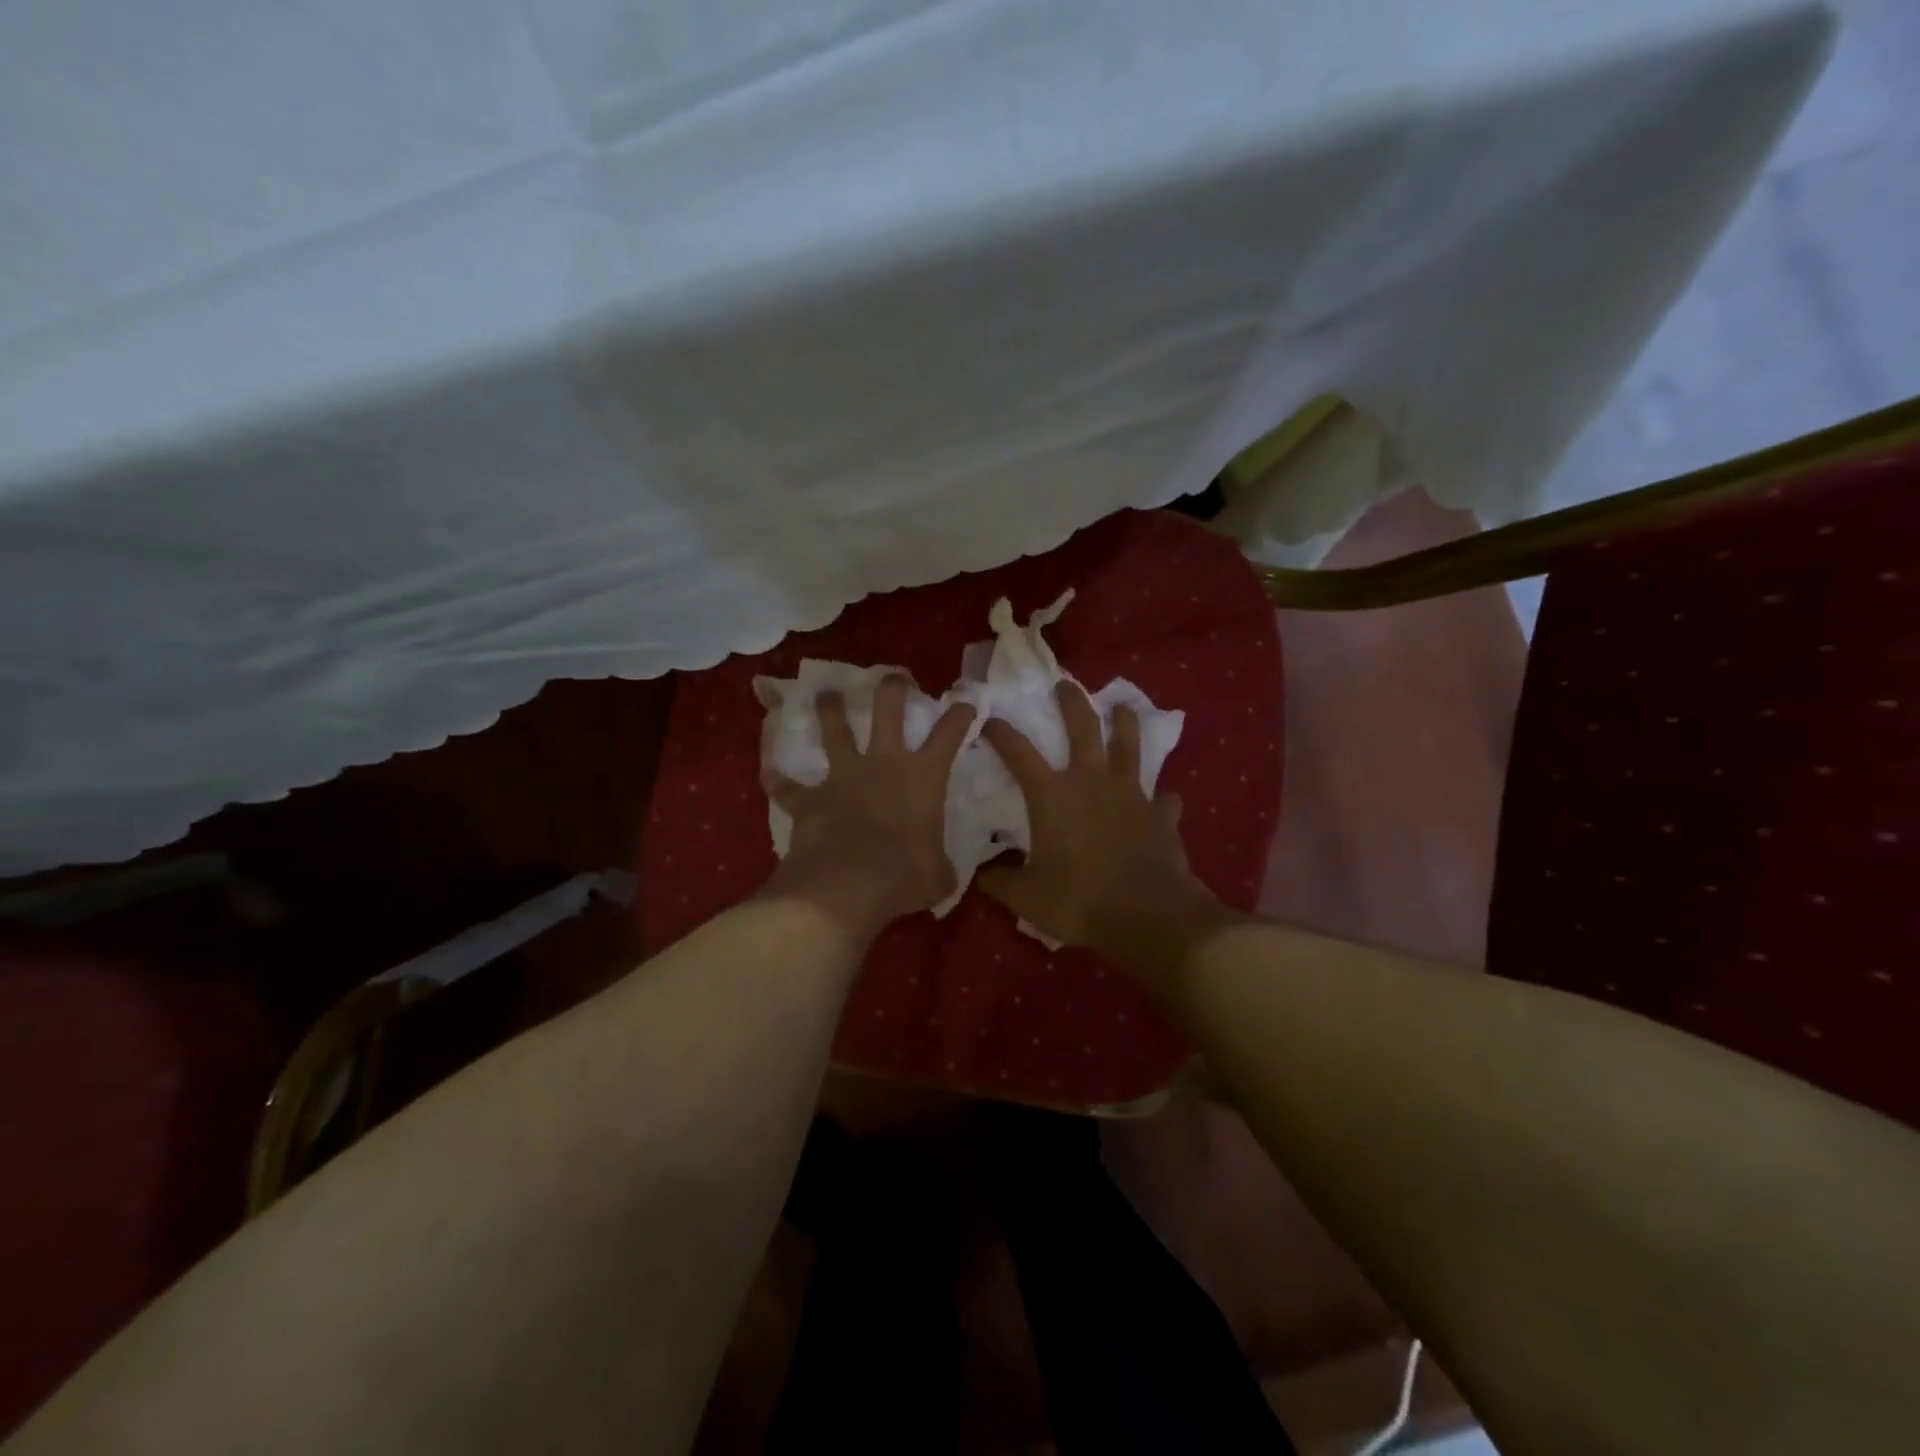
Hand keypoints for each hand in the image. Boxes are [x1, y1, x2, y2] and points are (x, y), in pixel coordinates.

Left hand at [763, 676, 975, 937]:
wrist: (849, 884)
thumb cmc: (905, 876)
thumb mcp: (938, 875)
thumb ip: (939, 866)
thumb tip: (942, 874)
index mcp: (923, 778)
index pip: (949, 735)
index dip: (959, 716)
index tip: (965, 703)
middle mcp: (883, 764)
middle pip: (888, 710)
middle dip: (893, 688)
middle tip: (894, 677)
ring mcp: (843, 776)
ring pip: (834, 730)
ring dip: (830, 710)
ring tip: (826, 695)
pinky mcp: (810, 798)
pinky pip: (788, 787)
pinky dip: (778, 781)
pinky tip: (768, 773)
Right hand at [979, 681, 1240, 989]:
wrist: (1147, 915)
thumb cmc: (1079, 900)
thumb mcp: (1027, 898)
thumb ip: (1000, 882)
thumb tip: (981, 875)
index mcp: (1053, 795)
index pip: (1019, 753)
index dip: (1002, 733)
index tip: (990, 720)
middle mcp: (1091, 782)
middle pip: (1083, 728)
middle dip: (1072, 702)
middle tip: (1065, 685)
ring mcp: (1131, 794)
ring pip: (1129, 746)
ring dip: (1124, 724)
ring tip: (1122, 707)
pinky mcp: (1161, 814)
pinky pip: (1163, 799)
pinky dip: (1161, 798)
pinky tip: (1163, 800)